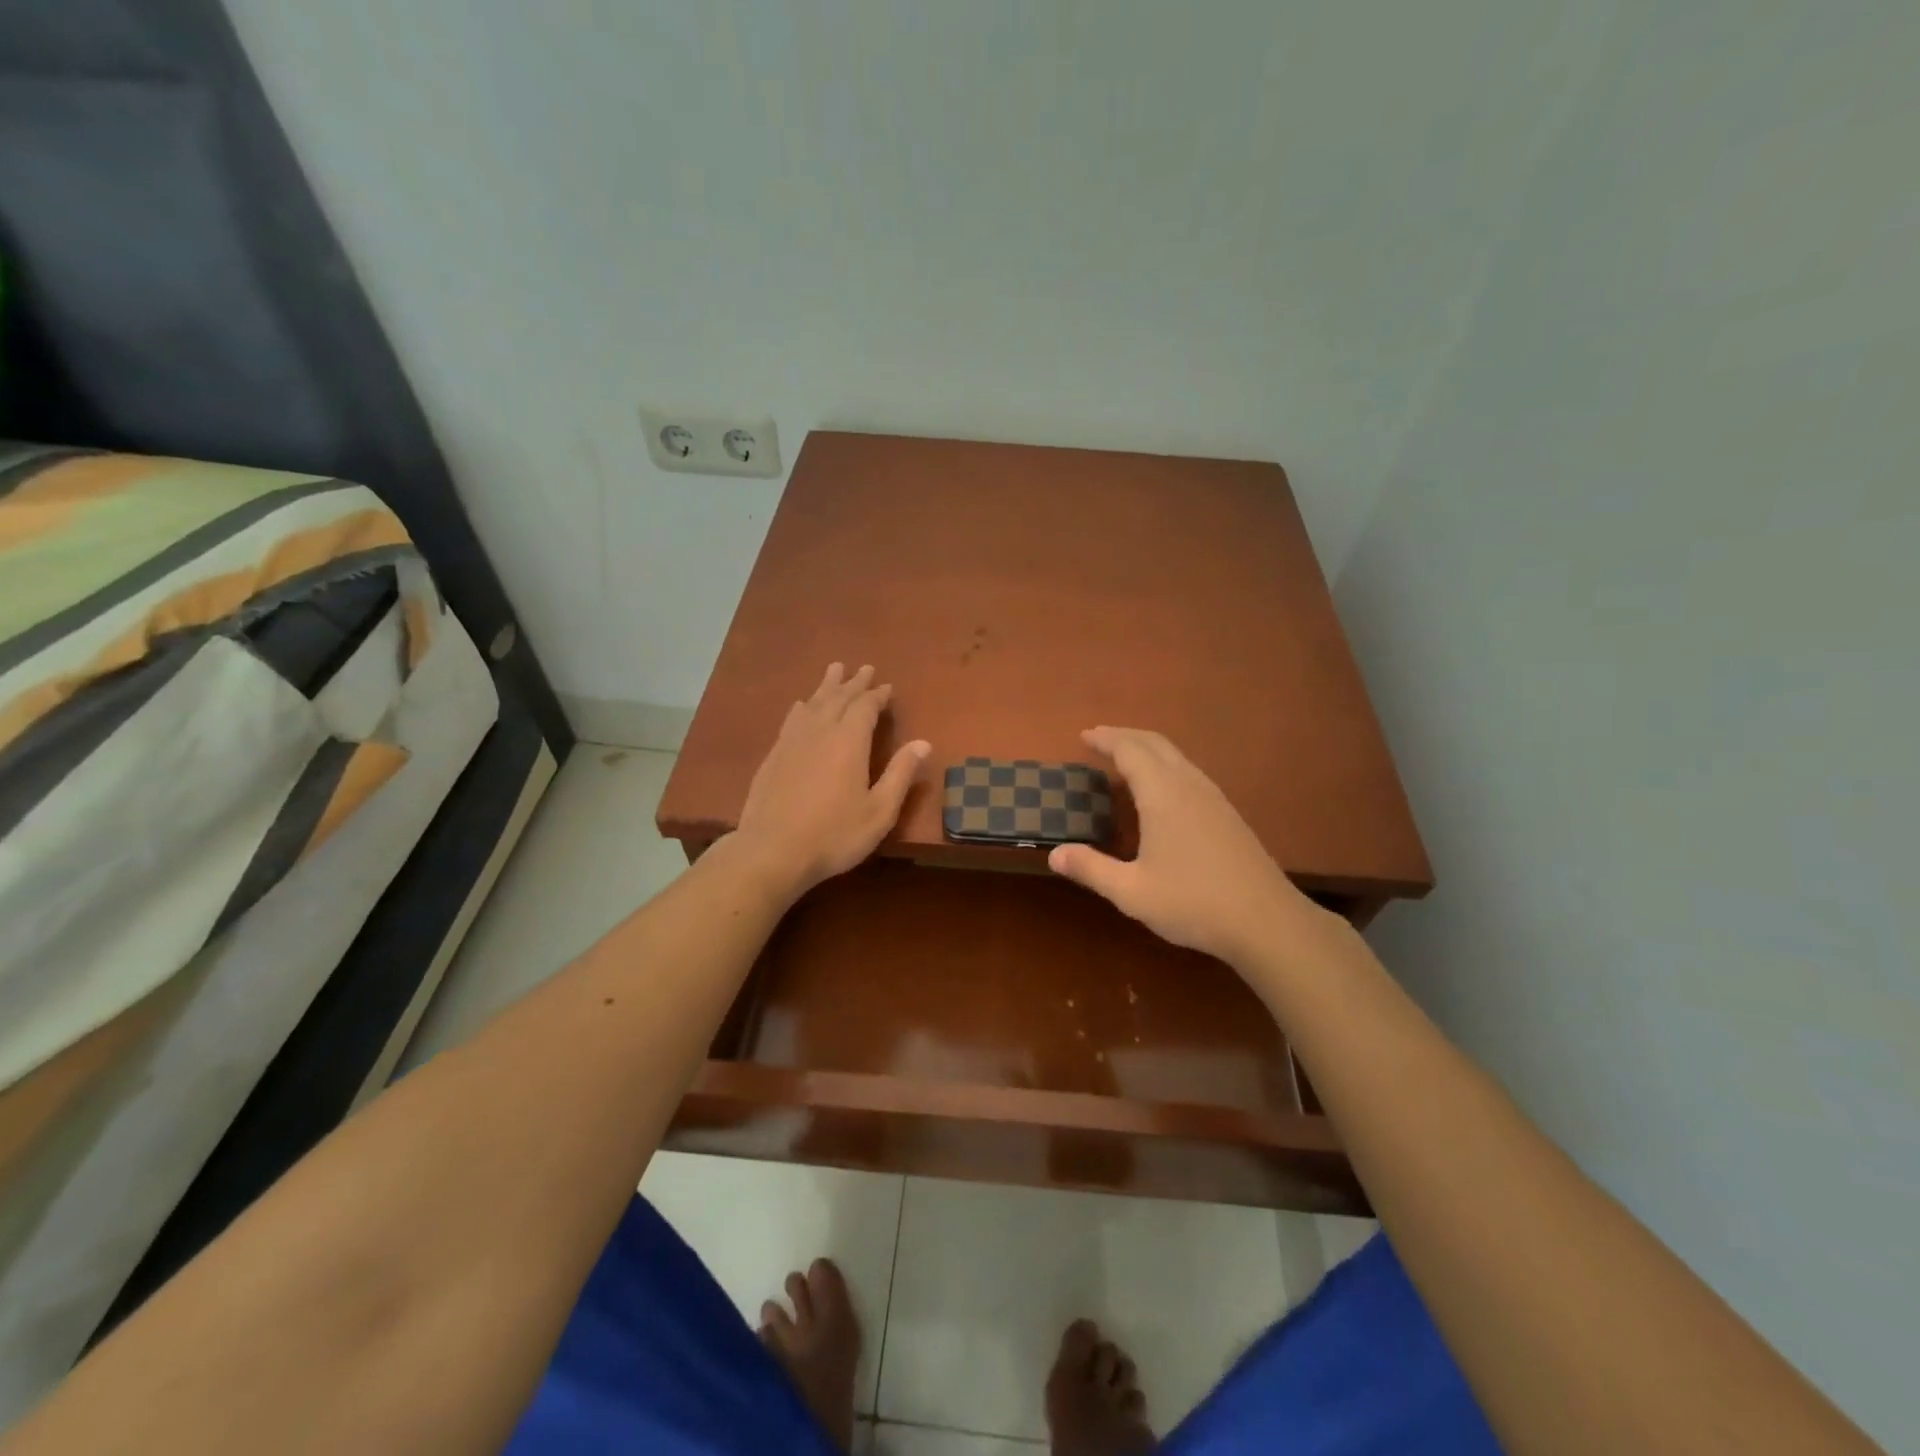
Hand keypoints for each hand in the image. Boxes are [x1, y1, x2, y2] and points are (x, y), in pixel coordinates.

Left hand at [733, 663, 929, 899]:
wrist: (771, 851)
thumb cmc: (834, 835)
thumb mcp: (879, 811)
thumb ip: (900, 774)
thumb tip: (924, 743)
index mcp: (849, 741)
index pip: (865, 707)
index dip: (877, 695)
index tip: (886, 686)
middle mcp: (820, 731)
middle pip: (838, 697)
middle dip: (854, 683)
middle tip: (864, 668)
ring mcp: (792, 741)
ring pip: (813, 703)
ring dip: (827, 686)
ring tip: (834, 669)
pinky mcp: (773, 755)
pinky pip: (792, 718)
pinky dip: (804, 706)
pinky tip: (802, 706)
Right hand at [1047, 727, 1338, 970]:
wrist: (1267, 921)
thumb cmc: (1193, 903)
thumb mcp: (1132, 891)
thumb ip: (1091, 869)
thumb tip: (1054, 854)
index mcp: (1163, 795)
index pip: (1130, 750)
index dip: (1106, 739)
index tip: (1084, 736)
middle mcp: (1189, 785)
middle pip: (1155, 744)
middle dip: (1125, 736)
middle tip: (1099, 739)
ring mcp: (1213, 798)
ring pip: (1177, 756)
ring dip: (1147, 749)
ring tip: (1124, 760)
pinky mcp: (1227, 814)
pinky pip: (1189, 772)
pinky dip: (1165, 766)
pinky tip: (1160, 791)